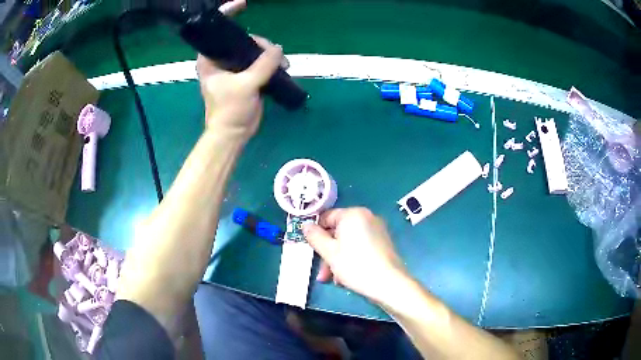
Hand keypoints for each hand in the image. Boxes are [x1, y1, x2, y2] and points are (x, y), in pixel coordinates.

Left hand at [196, 0, 283, 139]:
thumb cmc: (230, 111)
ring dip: (269, 53)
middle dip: (260, 42)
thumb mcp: (245, 86)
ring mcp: (234, 67)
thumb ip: (263, 65)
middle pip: (242, 38)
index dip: (227, 13)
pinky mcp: (245, 75)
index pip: (216, 30)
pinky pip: (259, 60)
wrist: (234, 134)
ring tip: (283, 64)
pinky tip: (281, 66)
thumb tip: (279, 50)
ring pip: (253, 49)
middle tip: (276, 54)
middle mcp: (220, 59)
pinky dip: (270, 61)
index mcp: (210, 59)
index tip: (242, 3)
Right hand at [303, 208, 409, 304]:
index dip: (316, 234)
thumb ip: (315, 237)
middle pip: (337, 232)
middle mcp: (367, 218)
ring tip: (334, 280)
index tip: (311, 251)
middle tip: (322, 273)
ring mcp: (377, 231)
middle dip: (327, 253)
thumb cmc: (356, 265)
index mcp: (353, 214)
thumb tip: (305, 225)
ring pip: (348, 243)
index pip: (326, 217)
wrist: (389, 284)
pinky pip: (360, 247)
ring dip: (337, 260)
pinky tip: (346, 278)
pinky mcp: (382, 244)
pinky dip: (351, 259)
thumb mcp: (329, 252)